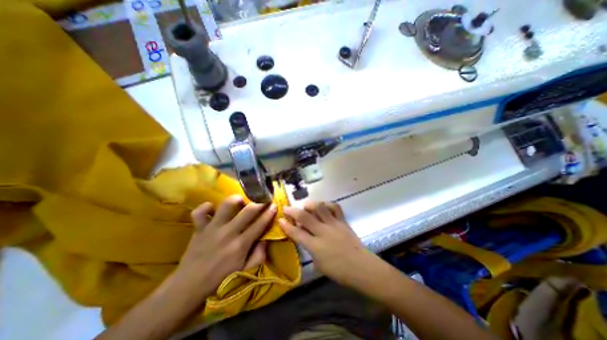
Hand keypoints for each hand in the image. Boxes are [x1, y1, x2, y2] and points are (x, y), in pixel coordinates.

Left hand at [174, 195, 276, 295]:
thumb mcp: (245, 271)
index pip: (259, 224)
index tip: (274, 205)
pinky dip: (206, 207)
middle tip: (263, 198)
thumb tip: (265, 239)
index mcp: (241, 245)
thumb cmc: (221, 280)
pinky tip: (212, 208)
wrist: (189, 287)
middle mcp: (228, 233)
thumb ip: (259, 255)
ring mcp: (212, 229)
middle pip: (248, 211)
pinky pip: (200, 212)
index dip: (269, 213)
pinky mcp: (199, 228)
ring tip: (241, 201)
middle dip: (259, 202)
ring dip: (236, 199)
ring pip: (226, 206)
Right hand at [278, 203, 369, 284]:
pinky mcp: (343, 221)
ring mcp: (333, 224)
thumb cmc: (339, 271)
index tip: (280, 219)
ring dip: (310, 204)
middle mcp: (323, 232)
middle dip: (293, 211)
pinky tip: (323, 206)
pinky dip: (327, 204)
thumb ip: (310, 249)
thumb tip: (304, 237)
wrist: (361, 267)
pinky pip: (335, 207)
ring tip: (306, 206)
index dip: (286, 226)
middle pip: (305, 217)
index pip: (296, 233)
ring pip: (320, 207)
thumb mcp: (318, 264)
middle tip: (287, 207)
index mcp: (315, 246)